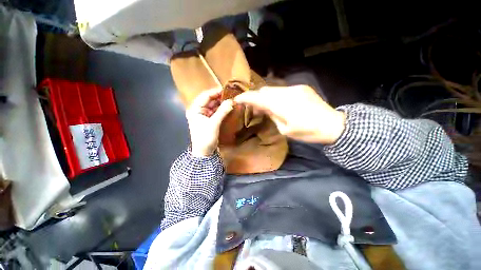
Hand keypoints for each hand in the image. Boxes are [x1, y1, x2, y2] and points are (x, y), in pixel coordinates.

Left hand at [186, 88, 233, 156]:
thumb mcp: (214, 124)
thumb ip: (222, 111)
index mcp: (195, 109)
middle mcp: (198, 110)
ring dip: (221, 104)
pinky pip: (215, 112)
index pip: (205, 96)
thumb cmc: (206, 138)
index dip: (215, 92)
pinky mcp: (208, 120)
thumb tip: (231, 101)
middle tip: (230, 96)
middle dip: (219, 98)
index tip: (226, 90)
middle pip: (209, 100)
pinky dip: (221, 110)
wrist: (204, 152)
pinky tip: (228, 108)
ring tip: (231, 101)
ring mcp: (203, 115)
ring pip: (213, 106)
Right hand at [234, 85, 345, 143]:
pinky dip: (275, 95)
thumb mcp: (285, 130)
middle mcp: (287, 92)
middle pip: (264, 90)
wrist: (333, 125)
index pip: (258, 97)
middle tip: (253, 107)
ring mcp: (295, 88)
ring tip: (265, 106)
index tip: (237, 99)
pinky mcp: (301, 88)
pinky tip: (278, 103)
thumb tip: (264, 108)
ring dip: (265, 96)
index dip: (246, 97)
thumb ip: (273, 116)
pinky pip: (282, 90)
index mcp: (282, 105)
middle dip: (256, 97)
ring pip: (273, 89)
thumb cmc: (307, 132)